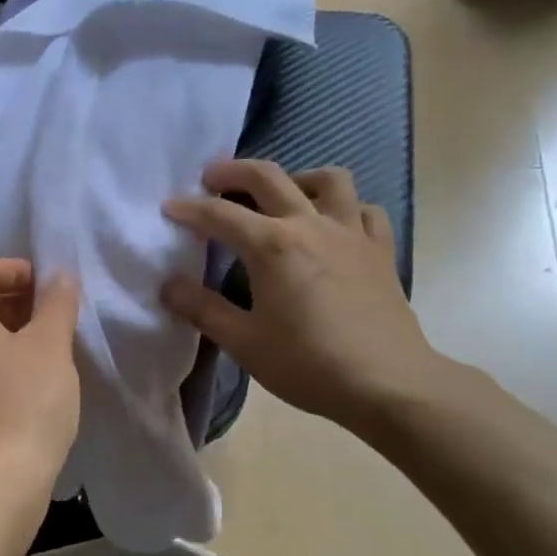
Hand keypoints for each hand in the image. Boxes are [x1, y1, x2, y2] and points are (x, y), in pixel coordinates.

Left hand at [0, 259, 80, 488]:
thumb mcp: (51, 346)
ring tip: (44, 345)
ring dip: (6, 331)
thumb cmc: (26, 402)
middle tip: (52, 314)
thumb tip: (61, 276)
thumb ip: (57, 303)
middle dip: (13, 300)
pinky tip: (25, 379)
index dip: (16, 269)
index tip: (49, 288)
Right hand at [162, 160, 447, 434]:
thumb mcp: (243, 342)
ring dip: (297, 178)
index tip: (168, 207)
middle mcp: (310, 225)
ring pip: (327, 180)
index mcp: (272, 245)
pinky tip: (333, 225)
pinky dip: (345, 208)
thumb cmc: (308, 364)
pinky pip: (364, 210)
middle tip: (212, 177)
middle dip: (233, 171)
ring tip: (281, 194)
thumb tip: (168, 285)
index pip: (220, 215)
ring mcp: (351, 233)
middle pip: (269, 178)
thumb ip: (202, 309)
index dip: (189, 209)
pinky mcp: (379, 250)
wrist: (387, 384)